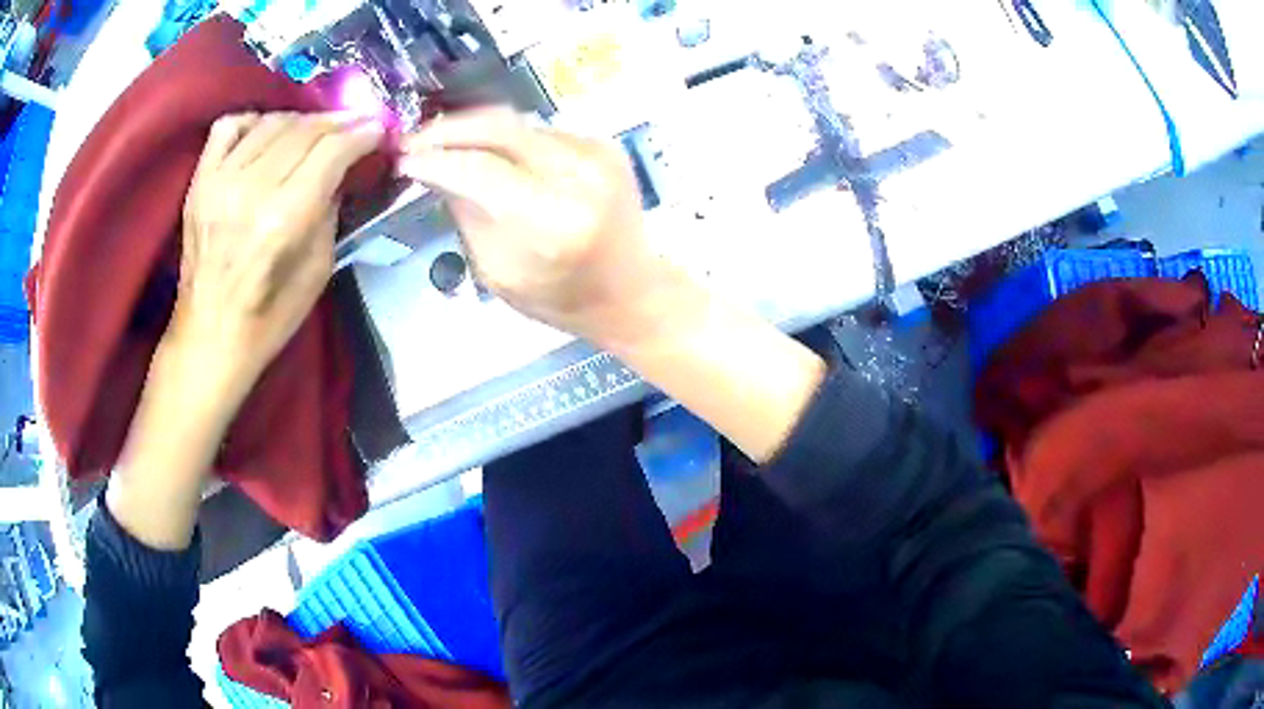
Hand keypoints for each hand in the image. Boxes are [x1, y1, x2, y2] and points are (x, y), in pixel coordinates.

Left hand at [171, 111, 383, 406]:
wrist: (209, 338)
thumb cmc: (270, 318)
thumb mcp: (319, 270)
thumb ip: (330, 212)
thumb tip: (340, 171)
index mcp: (284, 219)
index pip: (331, 151)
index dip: (362, 133)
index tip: (378, 130)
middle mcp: (251, 190)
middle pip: (304, 130)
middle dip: (338, 123)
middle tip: (354, 126)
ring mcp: (219, 182)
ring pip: (271, 122)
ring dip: (301, 120)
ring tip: (314, 131)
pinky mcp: (199, 183)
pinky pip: (228, 127)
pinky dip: (253, 121)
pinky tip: (266, 132)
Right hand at [399, 110, 823, 463]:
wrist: (632, 290)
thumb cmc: (561, 297)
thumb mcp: (498, 273)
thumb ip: (467, 215)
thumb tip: (435, 168)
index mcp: (551, 222)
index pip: (478, 169)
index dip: (435, 158)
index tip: (402, 158)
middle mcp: (578, 176)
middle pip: (499, 127)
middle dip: (448, 128)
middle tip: (413, 139)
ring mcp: (597, 153)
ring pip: (518, 124)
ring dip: (475, 129)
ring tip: (442, 141)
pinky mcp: (604, 144)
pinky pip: (540, 131)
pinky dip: (508, 138)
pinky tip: (489, 152)